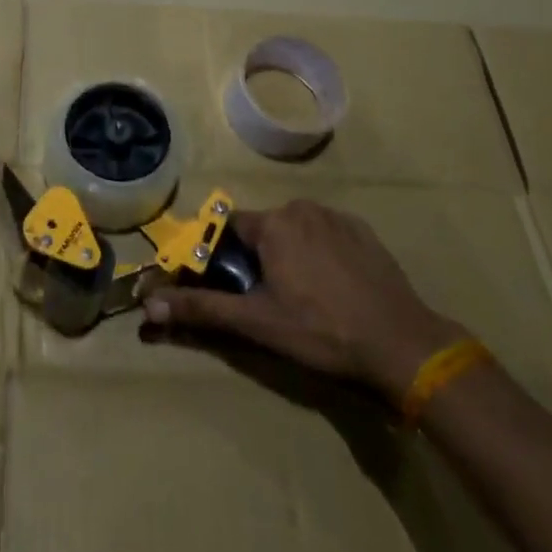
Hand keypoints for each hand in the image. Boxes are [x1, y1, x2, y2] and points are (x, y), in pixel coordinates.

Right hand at [142, 200, 464, 403]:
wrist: (403, 344)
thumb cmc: (321, 332)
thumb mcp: (256, 323)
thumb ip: (201, 308)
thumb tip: (148, 305)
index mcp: (272, 223)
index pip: (228, 229)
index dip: (222, 257)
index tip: (229, 286)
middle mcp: (301, 208)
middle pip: (262, 230)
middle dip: (257, 260)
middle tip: (268, 302)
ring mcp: (336, 217)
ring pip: (295, 232)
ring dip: (289, 256)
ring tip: (305, 300)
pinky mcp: (364, 232)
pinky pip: (326, 235)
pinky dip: (321, 255)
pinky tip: (334, 290)